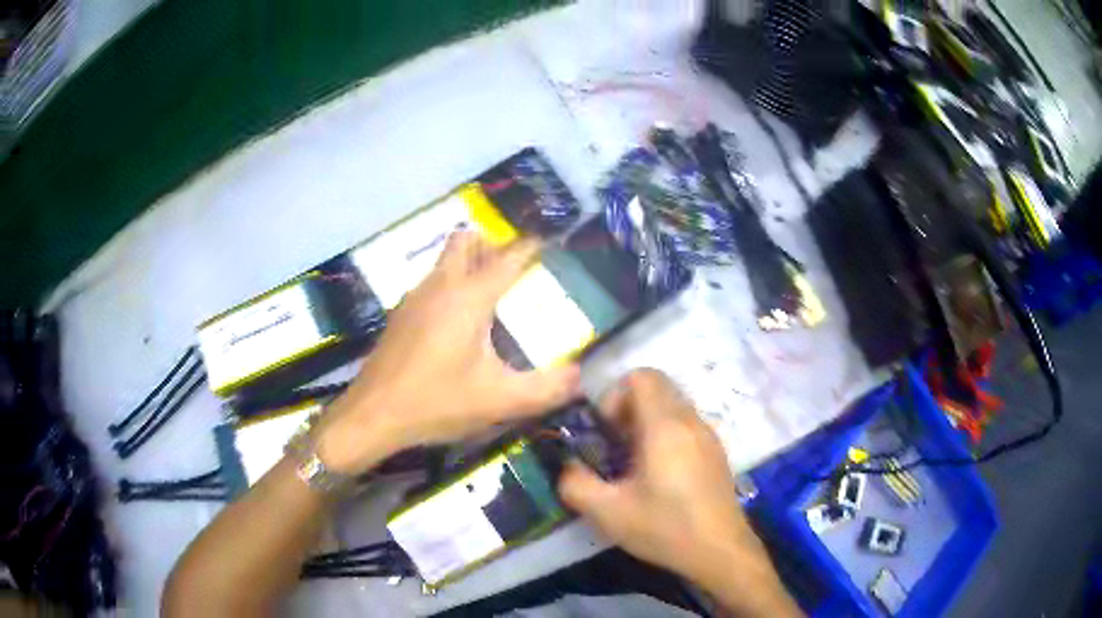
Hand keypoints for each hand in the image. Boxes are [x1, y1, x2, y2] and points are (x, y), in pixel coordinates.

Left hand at [317, 231, 580, 473]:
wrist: (372, 416)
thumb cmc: (436, 403)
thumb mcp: (499, 401)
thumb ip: (546, 389)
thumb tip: (580, 377)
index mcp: (468, 297)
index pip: (508, 258)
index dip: (532, 247)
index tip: (551, 245)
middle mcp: (440, 286)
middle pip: (466, 240)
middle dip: (493, 245)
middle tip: (516, 271)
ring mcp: (415, 297)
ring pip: (445, 260)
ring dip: (470, 262)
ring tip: (494, 294)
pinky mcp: (401, 314)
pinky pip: (432, 282)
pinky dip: (451, 283)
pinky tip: (459, 323)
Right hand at [558, 369, 799, 616]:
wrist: (720, 550)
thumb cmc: (665, 527)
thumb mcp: (608, 512)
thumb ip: (575, 484)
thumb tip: (568, 466)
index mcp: (665, 426)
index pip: (642, 376)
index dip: (615, 396)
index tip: (606, 432)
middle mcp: (690, 421)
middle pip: (656, 389)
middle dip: (628, 410)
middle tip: (614, 447)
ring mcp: (708, 435)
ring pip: (672, 407)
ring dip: (646, 424)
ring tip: (634, 465)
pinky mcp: (715, 452)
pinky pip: (685, 425)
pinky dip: (665, 436)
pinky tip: (659, 477)